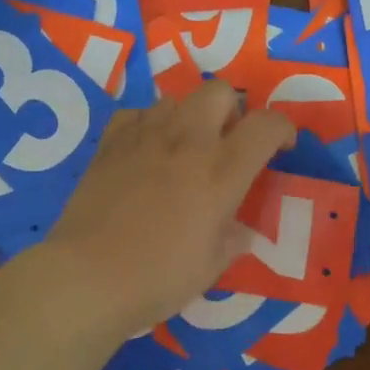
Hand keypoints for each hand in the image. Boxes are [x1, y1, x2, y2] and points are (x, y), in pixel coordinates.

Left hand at [44, 81, 296, 336]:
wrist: (87, 278)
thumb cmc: (158, 278)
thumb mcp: (211, 266)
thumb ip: (233, 239)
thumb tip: (240, 230)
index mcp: (222, 170)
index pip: (266, 124)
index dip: (282, 129)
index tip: (281, 148)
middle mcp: (187, 141)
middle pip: (220, 91)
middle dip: (233, 110)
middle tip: (229, 142)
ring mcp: (145, 137)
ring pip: (177, 98)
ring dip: (191, 116)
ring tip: (185, 148)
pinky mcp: (110, 143)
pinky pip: (137, 113)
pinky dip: (149, 124)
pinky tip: (147, 149)